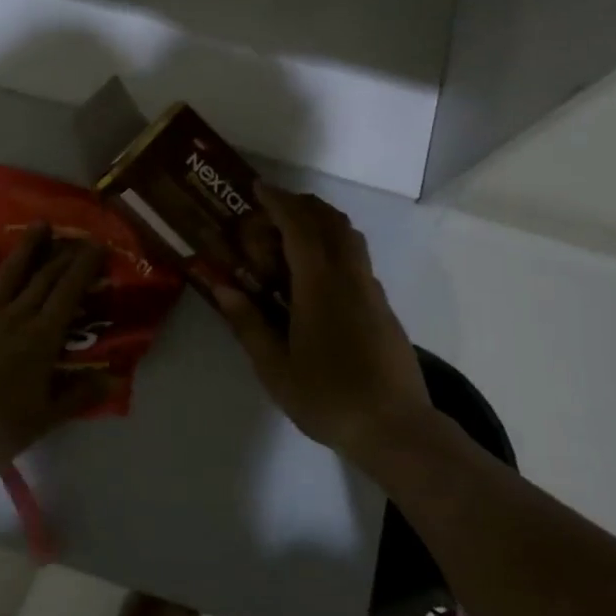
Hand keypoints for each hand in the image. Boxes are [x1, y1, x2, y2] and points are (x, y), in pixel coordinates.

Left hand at [0, 224, 106, 474]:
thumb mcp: (46, 419)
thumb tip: (112, 380)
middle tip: (77, 237)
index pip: (69, 293)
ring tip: (41, 225)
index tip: (97, 247)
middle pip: (44, 277)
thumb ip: (79, 395)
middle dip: (63, 254)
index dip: (85, 267)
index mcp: (41, 338)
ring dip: (27, 246)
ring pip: (9, 271)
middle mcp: (15, 316)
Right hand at [211, 185, 432, 457]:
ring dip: (321, 224)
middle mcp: (349, 276)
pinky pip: (356, 258)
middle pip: (331, 220)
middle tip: (271, 211)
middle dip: (301, 205)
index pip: (300, 225)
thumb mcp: (274, 366)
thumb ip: (247, 322)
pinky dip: (333, 246)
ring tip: (290, 239)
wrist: (394, 428)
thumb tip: (222, 285)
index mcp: (320, 284)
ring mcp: (371, 290)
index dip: (279, 201)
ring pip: (349, 237)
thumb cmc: (327, 396)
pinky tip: (314, 277)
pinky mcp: (383, 307)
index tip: (259, 188)